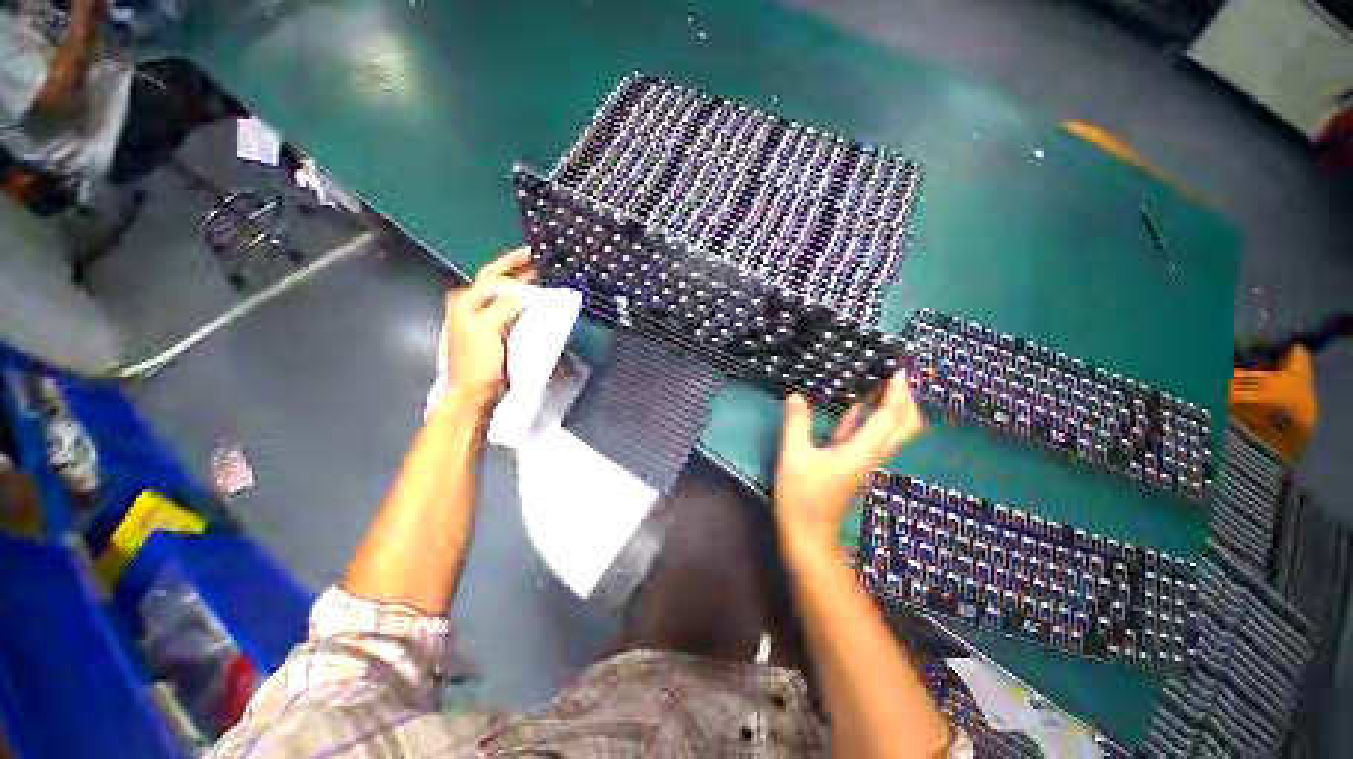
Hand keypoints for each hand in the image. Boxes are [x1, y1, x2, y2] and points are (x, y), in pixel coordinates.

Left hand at [432, 247, 535, 414]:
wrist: (474, 394)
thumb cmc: (476, 364)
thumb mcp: (487, 330)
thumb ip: (503, 307)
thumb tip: (523, 292)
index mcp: (466, 302)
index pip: (491, 275)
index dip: (511, 262)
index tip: (532, 254)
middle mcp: (472, 308)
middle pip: (497, 282)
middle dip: (518, 272)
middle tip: (541, 265)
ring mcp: (483, 322)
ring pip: (504, 297)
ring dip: (522, 288)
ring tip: (541, 282)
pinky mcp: (494, 335)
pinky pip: (510, 312)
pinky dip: (523, 305)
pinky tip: (535, 306)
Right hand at [774, 371, 923, 552]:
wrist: (808, 532)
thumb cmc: (802, 495)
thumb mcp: (794, 456)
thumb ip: (796, 424)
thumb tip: (796, 396)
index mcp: (861, 451)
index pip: (889, 418)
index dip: (896, 394)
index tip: (898, 370)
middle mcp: (871, 454)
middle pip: (904, 426)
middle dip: (905, 400)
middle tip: (893, 376)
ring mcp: (865, 460)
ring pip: (891, 431)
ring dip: (892, 406)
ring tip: (881, 382)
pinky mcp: (855, 463)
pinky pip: (871, 435)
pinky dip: (871, 417)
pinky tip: (858, 403)